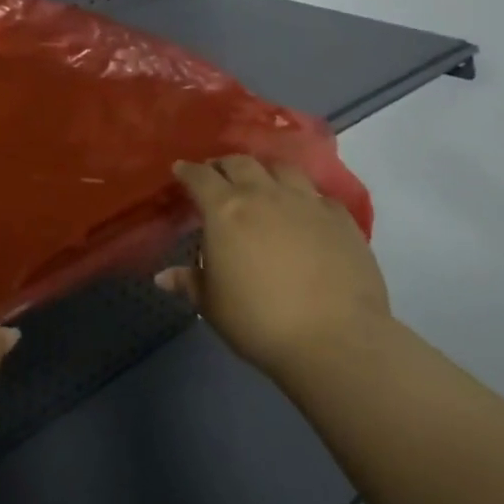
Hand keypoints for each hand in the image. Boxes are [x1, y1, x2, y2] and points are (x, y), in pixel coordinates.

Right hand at [159, 156, 390, 380]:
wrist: (336, 340)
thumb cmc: (260, 322)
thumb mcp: (213, 306)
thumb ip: (189, 282)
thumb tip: (162, 277)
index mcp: (225, 210)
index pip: (199, 177)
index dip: (187, 171)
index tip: (180, 170)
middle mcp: (264, 195)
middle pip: (240, 163)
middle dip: (224, 165)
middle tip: (218, 175)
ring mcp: (306, 202)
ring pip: (282, 168)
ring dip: (265, 171)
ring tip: (262, 184)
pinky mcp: (341, 219)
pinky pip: (319, 196)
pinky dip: (305, 198)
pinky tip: (306, 213)